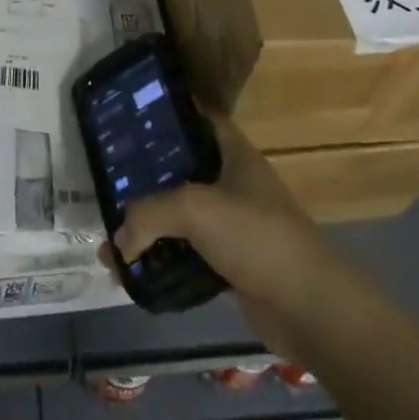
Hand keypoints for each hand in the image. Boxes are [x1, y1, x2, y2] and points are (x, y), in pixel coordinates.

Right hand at [106, 114, 337, 356]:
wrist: (309, 307)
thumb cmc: (256, 236)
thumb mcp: (196, 208)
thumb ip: (150, 214)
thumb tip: (119, 240)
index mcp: (234, 154)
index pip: (200, 118)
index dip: (171, 111)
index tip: (133, 115)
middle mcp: (235, 183)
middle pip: (184, 169)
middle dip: (148, 177)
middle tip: (109, 179)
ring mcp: (235, 226)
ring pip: (183, 217)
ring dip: (150, 228)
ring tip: (112, 239)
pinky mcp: (233, 265)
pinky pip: (189, 255)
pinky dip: (164, 262)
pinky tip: (134, 273)